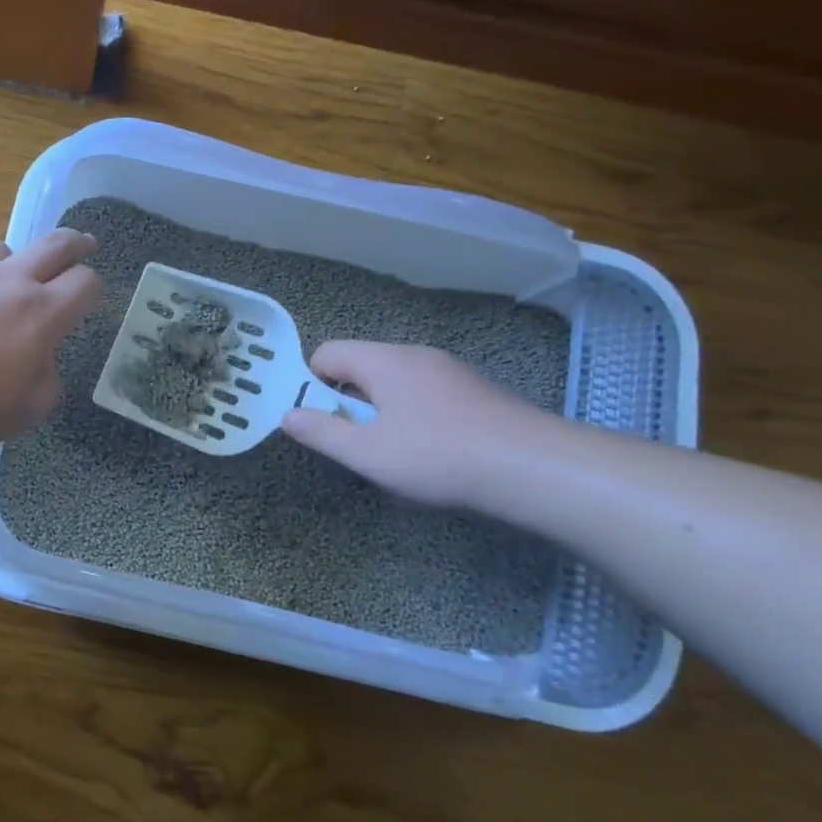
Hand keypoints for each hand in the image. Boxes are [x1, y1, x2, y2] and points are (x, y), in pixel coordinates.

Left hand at [0, 229, 102, 455]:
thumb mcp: (18, 414)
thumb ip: (44, 385)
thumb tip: (43, 364)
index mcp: (38, 315)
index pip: (84, 284)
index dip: (93, 287)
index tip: (91, 293)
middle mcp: (4, 281)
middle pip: (52, 245)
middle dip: (74, 242)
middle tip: (83, 243)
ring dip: (8, 263)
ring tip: (0, 281)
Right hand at [280, 342, 550, 506]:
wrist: (535, 468)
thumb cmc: (439, 457)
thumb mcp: (368, 453)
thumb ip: (322, 432)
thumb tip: (287, 415)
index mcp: (384, 361)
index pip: (327, 353)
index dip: (312, 385)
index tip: (320, 422)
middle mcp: (415, 355)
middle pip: (361, 367)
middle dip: (349, 402)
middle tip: (358, 444)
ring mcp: (450, 370)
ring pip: (394, 382)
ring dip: (383, 411)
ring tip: (396, 453)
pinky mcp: (476, 390)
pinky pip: (426, 393)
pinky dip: (416, 415)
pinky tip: (434, 452)